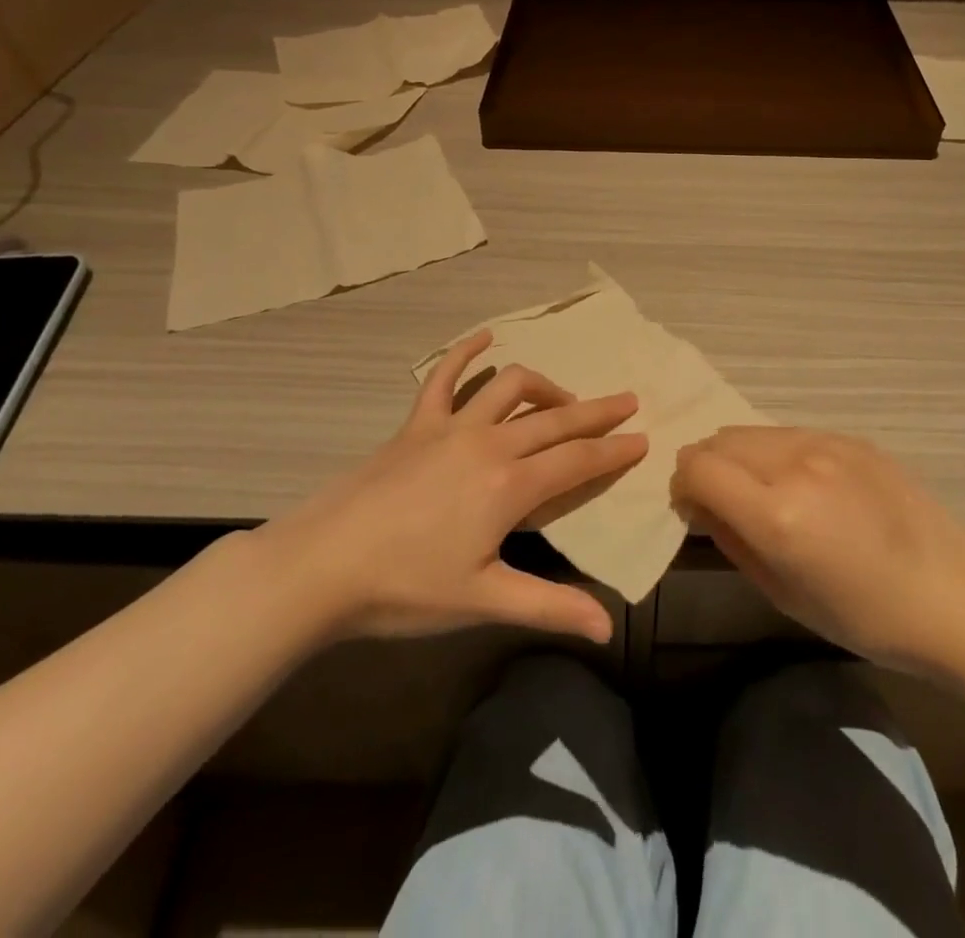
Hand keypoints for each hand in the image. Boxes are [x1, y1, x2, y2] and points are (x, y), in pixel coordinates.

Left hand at [252, 330, 646, 646]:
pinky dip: (466, 352)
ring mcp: (451, 427)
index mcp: (511, 486)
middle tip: (628, 402)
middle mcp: (490, 444)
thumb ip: (549, 606)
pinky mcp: (417, 423)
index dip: (614, 450)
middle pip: (556, 418)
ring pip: (512, 388)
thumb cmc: (406, 588)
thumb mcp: (483, 601)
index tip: (642, 438)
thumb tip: (608, 627)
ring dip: (546, 387)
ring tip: (564, 399)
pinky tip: (485, 337)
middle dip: (597, 411)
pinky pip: (444, 376)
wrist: (322, 566)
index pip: (578, 460)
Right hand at [672, 426, 964, 672]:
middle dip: (708, 467)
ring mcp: (826, 443)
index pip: (697, 467)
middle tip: (724, 503)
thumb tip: (699, 505)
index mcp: (777, 513)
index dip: (683, 486)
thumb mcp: (783, 594)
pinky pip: (791, 434)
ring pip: (753, 431)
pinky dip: (777, 454)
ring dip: (741, 457)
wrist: (953, 592)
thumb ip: (732, 540)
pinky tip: (807, 487)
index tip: (694, 509)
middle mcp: (796, 464)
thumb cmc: (865, 616)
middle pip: (720, 439)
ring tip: (765, 493)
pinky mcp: (850, 437)